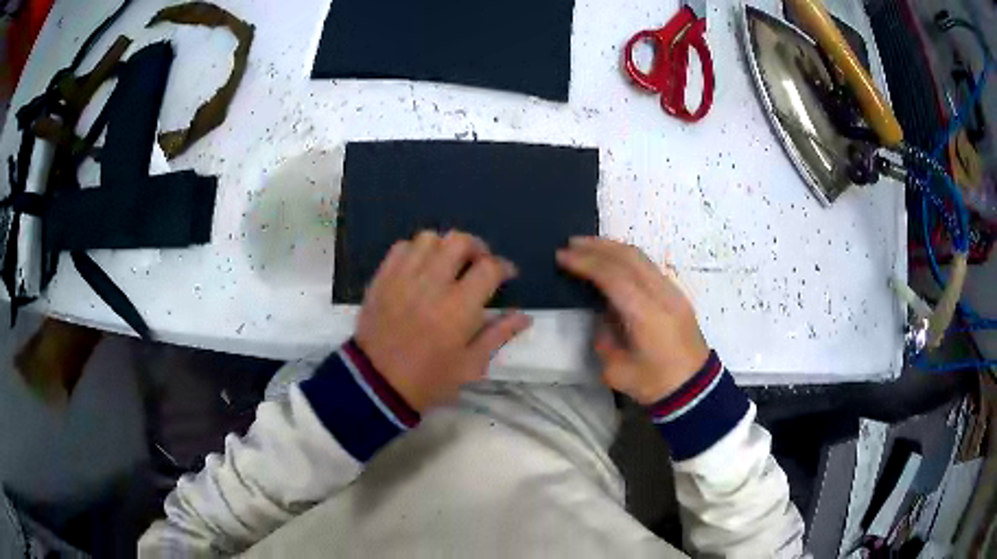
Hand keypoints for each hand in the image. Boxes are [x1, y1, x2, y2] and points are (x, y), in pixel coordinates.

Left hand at [355, 230, 532, 411]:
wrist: (377, 384)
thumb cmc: (429, 379)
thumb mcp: (471, 365)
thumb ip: (498, 335)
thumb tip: (524, 316)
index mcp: (459, 307)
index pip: (489, 267)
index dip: (503, 267)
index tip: (506, 275)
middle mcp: (432, 283)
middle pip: (459, 241)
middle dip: (476, 247)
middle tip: (478, 263)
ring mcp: (403, 277)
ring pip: (429, 238)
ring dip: (444, 247)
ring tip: (447, 264)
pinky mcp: (382, 279)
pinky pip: (401, 247)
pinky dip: (415, 251)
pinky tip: (419, 268)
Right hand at [556, 237, 708, 404]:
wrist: (695, 388)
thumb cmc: (655, 384)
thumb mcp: (617, 370)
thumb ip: (604, 337)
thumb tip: (601, 314)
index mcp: (646, 316)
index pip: (613, 277)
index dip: (586, 263)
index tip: (562, 257)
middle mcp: (662, 295)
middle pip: (629, 257)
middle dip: (597, 247)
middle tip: (571, 243)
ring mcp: (672, 291)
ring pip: (641, 257)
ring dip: (612, 247)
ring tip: (587, 245)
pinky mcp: (676, 294)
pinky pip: (648, 265)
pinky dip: (626, 256)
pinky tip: (611, 259)